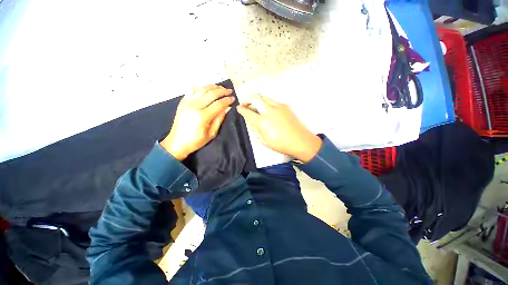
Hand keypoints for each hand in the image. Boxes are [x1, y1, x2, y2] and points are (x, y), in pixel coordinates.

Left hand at [160, 85, 234, 160]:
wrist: (177, 142)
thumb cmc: (196, 141)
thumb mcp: (211, 133)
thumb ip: (219, 119)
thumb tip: (227, 108)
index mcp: (202, 116)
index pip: (218, 104)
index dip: (227, 100)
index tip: (233, 99)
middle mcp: (194, 106)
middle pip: (211, 93)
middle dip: (222, 91)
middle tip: (229, 91)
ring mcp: (187, 102)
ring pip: (202, 89)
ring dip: (213, 87)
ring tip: (221, 88)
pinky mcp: (183, 101)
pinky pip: (193, 90)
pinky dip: (202, 87)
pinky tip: (208, 89)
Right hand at [237, 94, 321, 162]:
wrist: (301, 141)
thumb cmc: (281, 144)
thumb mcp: (264, 140)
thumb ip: (255, 129)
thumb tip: (250, 121)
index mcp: (263, 121)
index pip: (248, 112)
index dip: (241, 109)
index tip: (238, 108)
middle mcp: (270, 110)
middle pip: (255, 97)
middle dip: (247, 98)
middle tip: (245, 103)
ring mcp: (279, 106)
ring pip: (264, 97)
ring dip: (257, 99)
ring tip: (255, 105)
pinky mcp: (285, 106)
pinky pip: (273, 101)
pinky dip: (266, 102)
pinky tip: (267, 109)